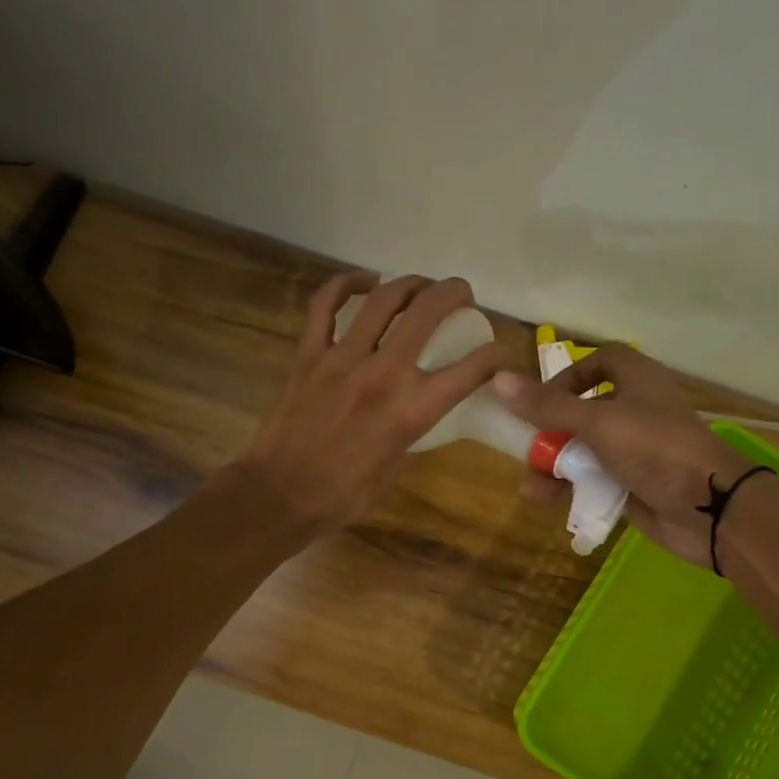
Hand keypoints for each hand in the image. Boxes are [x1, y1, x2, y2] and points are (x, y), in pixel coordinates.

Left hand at [231, 273, 506, 539]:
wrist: (279, 495)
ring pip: (383, 298)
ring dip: (410, 283)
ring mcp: (342, 358)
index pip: (470, 369)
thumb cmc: (341, 496)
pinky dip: (345, 285)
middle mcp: (383, 374)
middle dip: (454, 294)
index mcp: (411, 411)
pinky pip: (324, 304)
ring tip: (420, 286)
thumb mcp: (394, 470)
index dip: (495, 355)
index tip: (500, 352)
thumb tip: (417, 412)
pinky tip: (362, 282)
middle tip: (462, 295)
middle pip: (428, 312)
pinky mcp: (309, 354)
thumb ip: (410, 433)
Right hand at [492, 348, 754, 569]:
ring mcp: (635, 451)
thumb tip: (500, 380)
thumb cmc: (654, 448)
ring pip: (585, 450)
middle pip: (585, 409)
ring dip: (555, 463)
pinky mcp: (632, 485)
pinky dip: (568, 488)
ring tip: (531, 479)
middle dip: (552, 428)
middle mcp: (636, 411)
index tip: (544, 396)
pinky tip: (541, 498)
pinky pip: (592, 481)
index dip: (571, 373)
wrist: (708, 507)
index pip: (602, 360)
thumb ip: (548, 406)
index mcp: (637, 381)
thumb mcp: (597, 422)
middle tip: (529, 443)